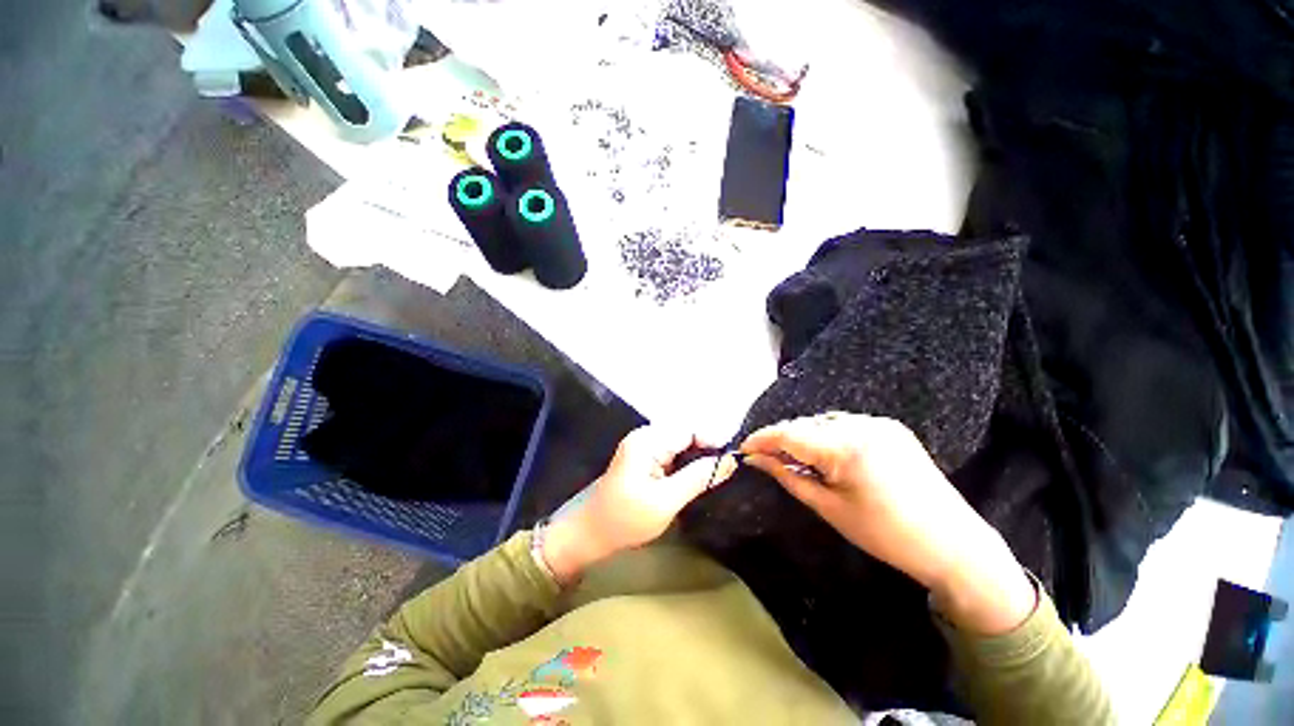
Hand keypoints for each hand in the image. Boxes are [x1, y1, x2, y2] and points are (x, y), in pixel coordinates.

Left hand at [542, 425, 737, 584]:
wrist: (591, 533)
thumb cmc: (626, 519)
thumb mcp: (666, 501)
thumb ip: (698, 477)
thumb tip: (730, 461)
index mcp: (648, 441)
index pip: (689, 430)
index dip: (713, 441)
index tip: (733, 460)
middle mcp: (645, 436)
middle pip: (685, 434)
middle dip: (706, 449)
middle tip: (727, 470)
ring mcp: (643, 446)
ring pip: (680, 444)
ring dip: (697, 457)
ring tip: (716, 474)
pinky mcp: (643, 457)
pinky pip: (672, 453)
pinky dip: (685, 463)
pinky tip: (696, 476)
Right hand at [741, 413, 1035, 633]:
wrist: (953, 545)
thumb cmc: (885, 535)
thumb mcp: (828, 507)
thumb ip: (787, 476)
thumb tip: (755, 459)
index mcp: (847, 447)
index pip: (789, 433)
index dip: (761, 439)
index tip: (743, 448)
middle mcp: (862, 424)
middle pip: (805, 425)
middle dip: (782, 439)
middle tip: (765, 458)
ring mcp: (879, 423)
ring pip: (824, 422)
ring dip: (804, 436)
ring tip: (794, 458)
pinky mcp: (891, 428)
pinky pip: (845, 424)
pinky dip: (826, 436)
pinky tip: (825, 454)